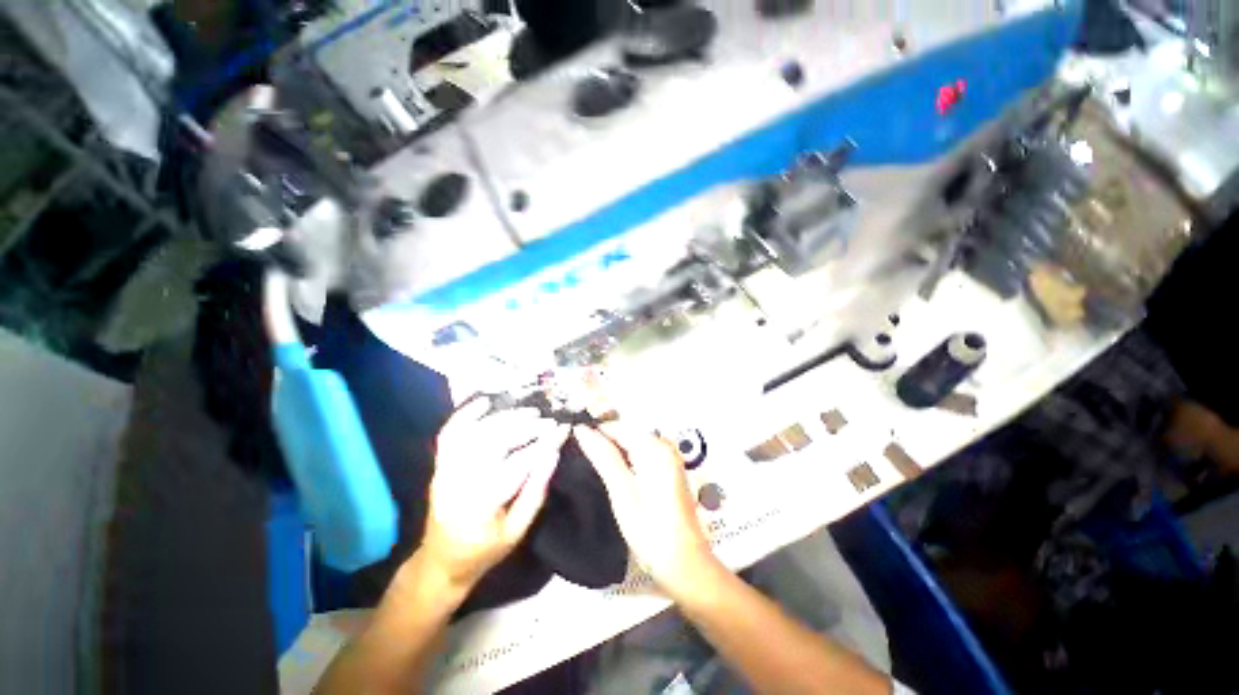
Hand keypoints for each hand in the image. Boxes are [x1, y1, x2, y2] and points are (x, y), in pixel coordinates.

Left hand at [420, 398, 568, 589]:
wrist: (440, 561)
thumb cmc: (484, 551)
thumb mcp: (517, 531)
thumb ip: (535, 491)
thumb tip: (552, 454)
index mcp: (482, 506)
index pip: (518, 464)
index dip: (543, 444)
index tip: (562, 429)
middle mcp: (459, 483)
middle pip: (494, 442)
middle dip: (525, 427)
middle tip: (548, 420)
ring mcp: (445, 471)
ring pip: (475, 432)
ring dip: (504, 417)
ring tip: (529, 412)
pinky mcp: (440, 465)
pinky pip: (450, 433)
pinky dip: (465, 414)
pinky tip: (485, 402)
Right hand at [574, 423, 719, 597]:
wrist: (683, 563)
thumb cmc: (651, 530)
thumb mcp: (622, 491)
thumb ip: (603, 457)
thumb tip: (583, 430)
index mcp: (656, 448)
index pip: (619, 426)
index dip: (595, 428)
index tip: (573, 433)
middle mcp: (665, 448)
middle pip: (627, 433)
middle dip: (604, 438)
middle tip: (578, 447)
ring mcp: (668, 459)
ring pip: (633, 444)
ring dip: (612, 449)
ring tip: (589, 458)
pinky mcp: (667, 472)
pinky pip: (641, 455)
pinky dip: (624, 459)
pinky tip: (611, 470)